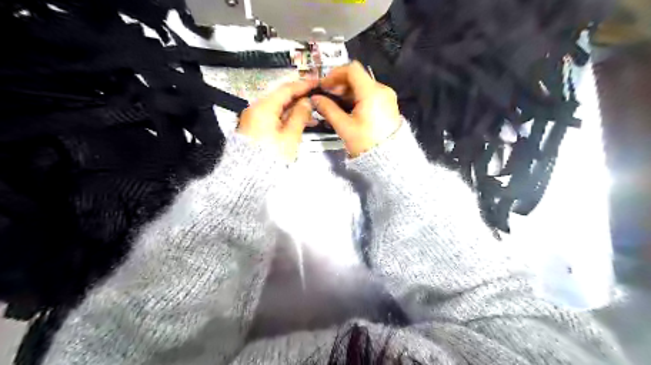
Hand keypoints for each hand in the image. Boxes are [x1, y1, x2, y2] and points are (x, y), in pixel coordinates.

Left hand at [239, 80, 319, 160]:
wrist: (250, 176)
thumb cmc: (271, 157)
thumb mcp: (290, 137)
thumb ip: (300, 116)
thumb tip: (306, 102)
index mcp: (264, 108)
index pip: (286, 89)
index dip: (303, 85)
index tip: (316, 83)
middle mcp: (256, 109)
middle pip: (280, 97)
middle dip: (299, 98)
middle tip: (315, 100)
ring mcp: (253, 118)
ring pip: (277, 108)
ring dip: (294, 109)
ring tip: (311, 114)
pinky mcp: (254, 128)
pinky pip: (272, 117)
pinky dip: (285, 117)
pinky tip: (297, 122)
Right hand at [309, 60, 402, 156]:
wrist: (389, 158)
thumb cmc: (366, 143)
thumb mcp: (344, 127)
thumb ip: (328, 109)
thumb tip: (315, 99)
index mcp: (371, 92)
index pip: (352, 70)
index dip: (335, 74)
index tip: (324, 85)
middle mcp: (382, 90)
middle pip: (358, 77)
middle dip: (340, 84)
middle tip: (327, 96)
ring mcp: (387, 97)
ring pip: (364, 85)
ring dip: (348, 91)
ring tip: (336, 104)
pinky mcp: (388, 104)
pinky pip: (371, 94)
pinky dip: (357, 97)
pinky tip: (349, 109)